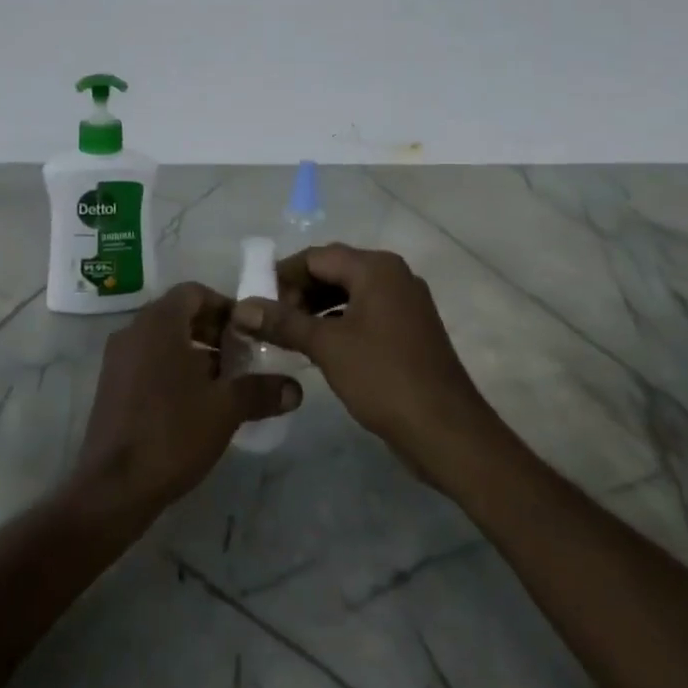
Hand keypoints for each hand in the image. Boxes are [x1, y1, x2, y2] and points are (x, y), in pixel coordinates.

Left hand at [75, 282, 302, 514]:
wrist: (114, 487)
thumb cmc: (172, 433)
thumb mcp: (226, 409)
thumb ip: (261, 391)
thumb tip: (296, 388)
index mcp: (158, 323)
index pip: (194, 293)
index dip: (225, 307)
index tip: (249, 332)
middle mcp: (133, 331)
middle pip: (179, 314)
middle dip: (213, 331)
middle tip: (242, 358)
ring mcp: (117, 359)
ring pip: (163, 340)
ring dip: (195, 352)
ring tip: (224, 384)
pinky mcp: (111, 386)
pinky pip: (148, 361)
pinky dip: (173, 369)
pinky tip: (195, 403)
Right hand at [231, 245, 495, 481]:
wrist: (446, 431)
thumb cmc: (383, 378)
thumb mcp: (327, 347)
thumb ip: (283, 322)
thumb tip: (241, 308)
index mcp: (376, 269)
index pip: (317, 256)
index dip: (282, 275)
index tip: (256, 301)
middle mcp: (394, 276)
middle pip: (334, 271)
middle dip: (298, 292)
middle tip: (269, 320)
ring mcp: (405, 304)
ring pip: (349, 294)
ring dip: (316, 309)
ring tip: (286, 335)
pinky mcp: (408, 331)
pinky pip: (364, 314)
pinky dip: (337, 323)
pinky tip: (317, 347)